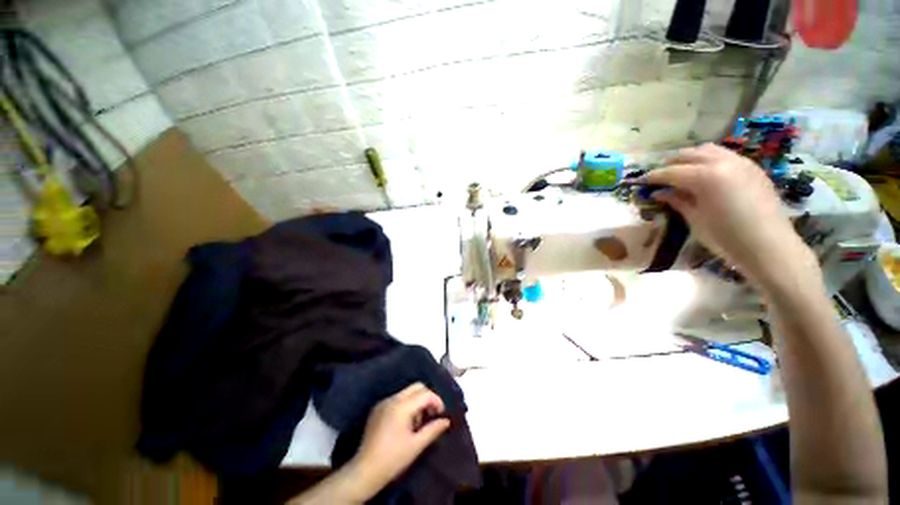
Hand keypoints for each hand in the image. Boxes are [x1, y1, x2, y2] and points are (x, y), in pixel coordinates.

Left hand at [346, 383, 451, 499]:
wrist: (365, 471)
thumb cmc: (393, 459)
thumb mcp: (416, 445)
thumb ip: (433, 429)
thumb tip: (446, 421)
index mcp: (401, 406)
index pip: (425, 393)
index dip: (437, 401)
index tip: (441, 414)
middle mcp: (392, 399)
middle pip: (416, 387)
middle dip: (427, 397)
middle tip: (432, 414)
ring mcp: (383, 402)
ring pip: (407, 392)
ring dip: (417, 401)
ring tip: (418, 423)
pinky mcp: (378, 409)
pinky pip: (397, 399)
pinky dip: (406, 405)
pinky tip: (406, 424)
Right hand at [641, 143, 817, 287]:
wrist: (770, 247)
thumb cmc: (726, 237)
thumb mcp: (695, 219)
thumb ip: (677, 201)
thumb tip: (659, 193)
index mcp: (706, 177)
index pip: (671, 172)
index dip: (652, 176)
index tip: (639, 181)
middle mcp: (723, 162)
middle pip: (689, 154)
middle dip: (670, 163)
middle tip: (658, 177)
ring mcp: (741, 163)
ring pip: (708, 150)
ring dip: (690, 158)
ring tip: (681, 172)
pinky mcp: (753, 168)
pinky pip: (725, 156)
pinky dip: (709, 160)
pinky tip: (705, 175)